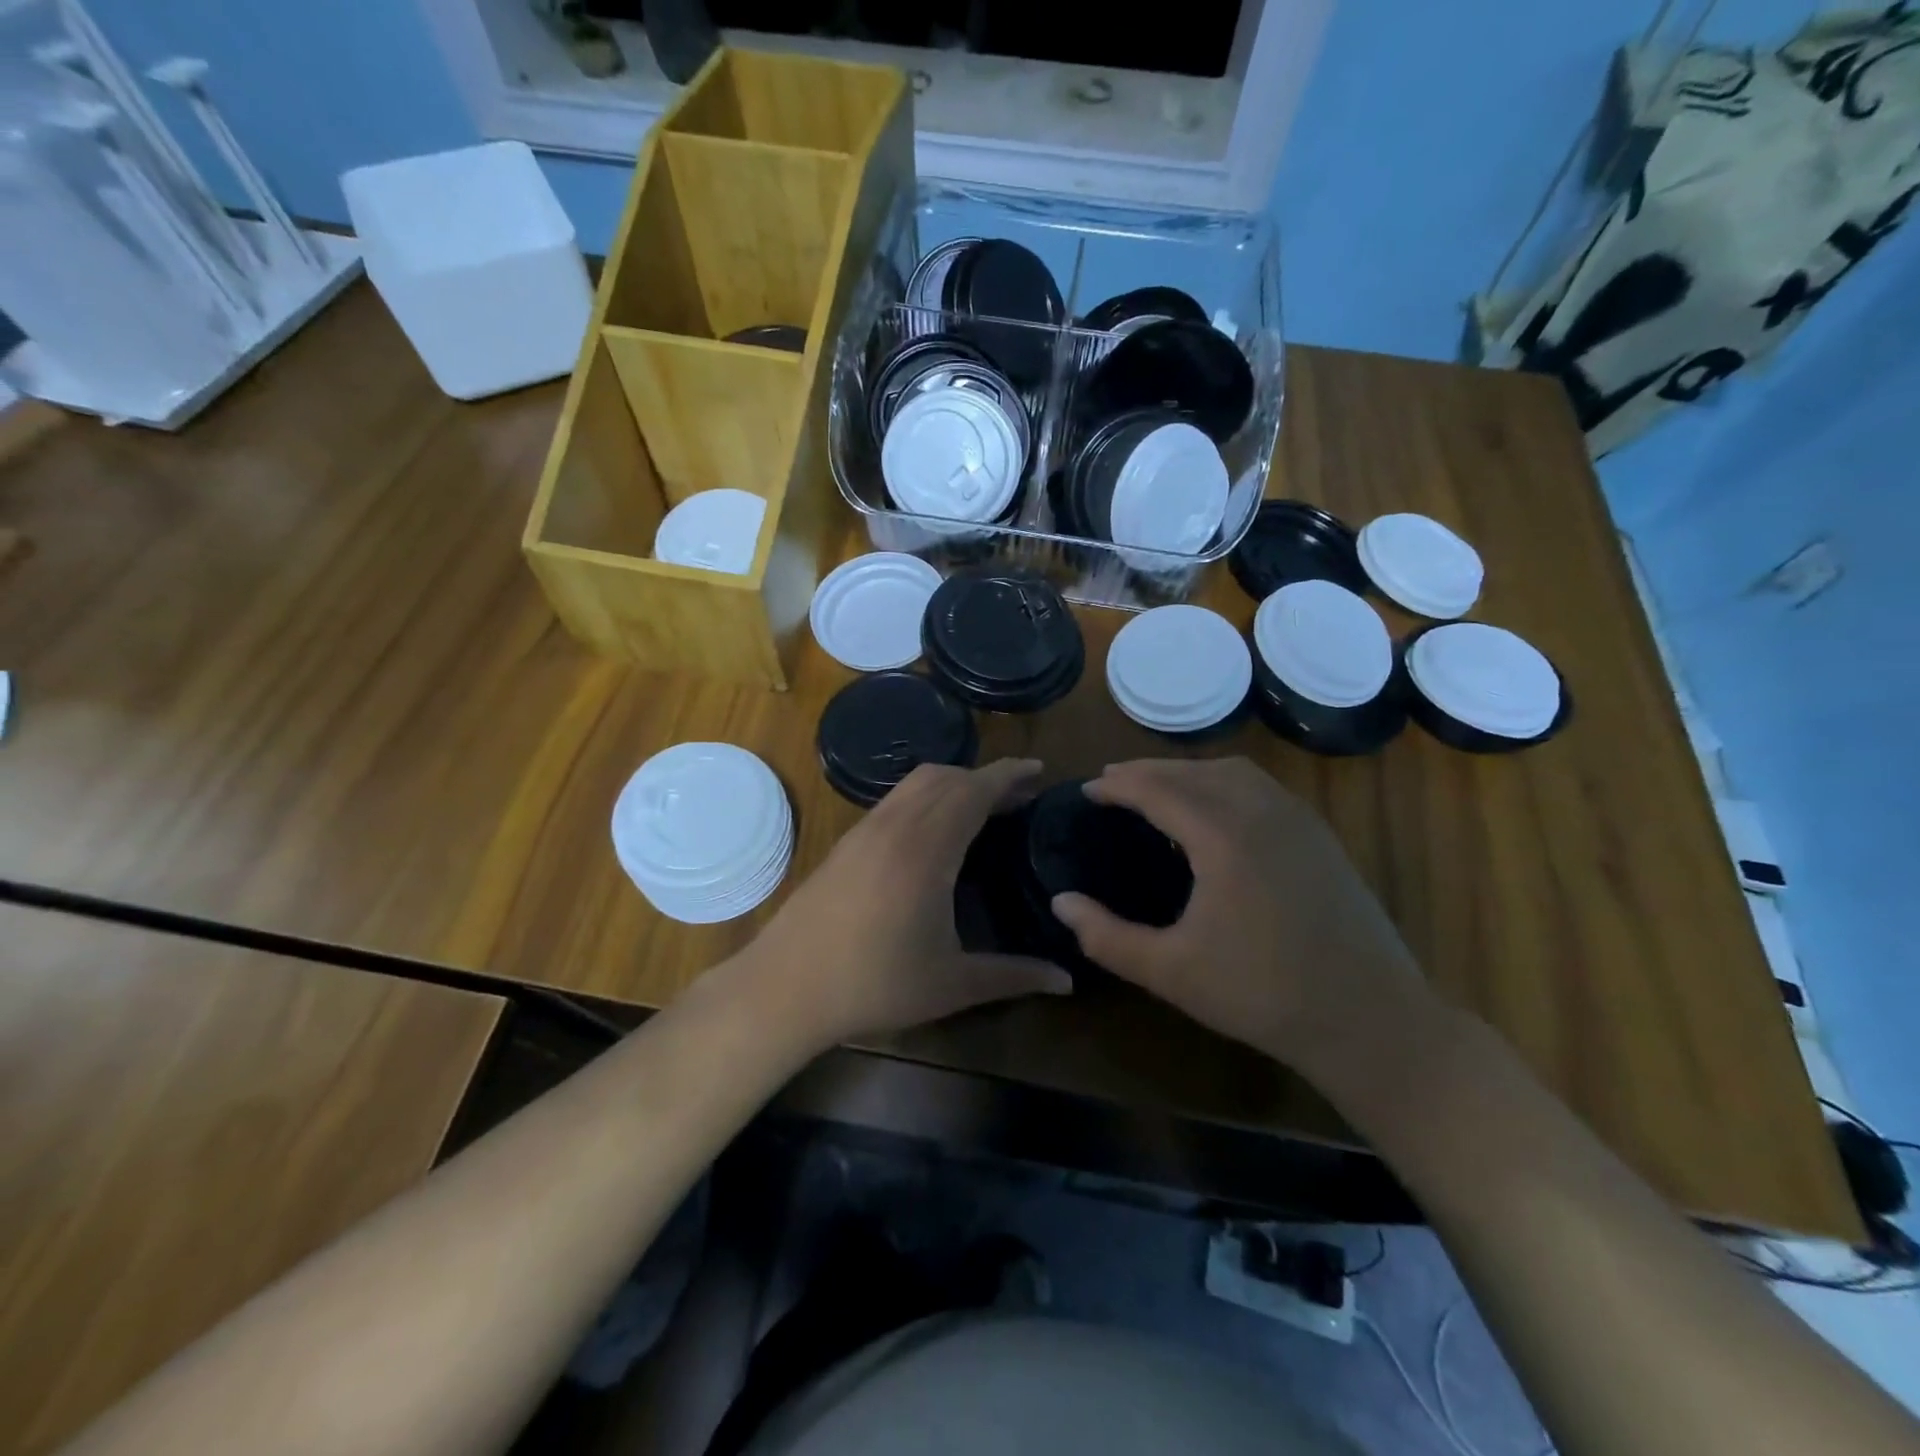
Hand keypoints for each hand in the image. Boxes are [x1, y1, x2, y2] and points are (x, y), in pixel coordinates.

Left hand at [740, 759, 1070, 1050]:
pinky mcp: (846, 841)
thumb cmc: (874, 985)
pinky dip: (926, 796)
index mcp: (927, 849)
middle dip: (986, 777)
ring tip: (982, 807)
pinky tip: (935, 830)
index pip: (974, 790)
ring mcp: (865, 830)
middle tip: (1020, 796)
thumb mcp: (952, 985)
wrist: (785, 988)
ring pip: (916, 783)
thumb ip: (1014, 976)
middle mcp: (895, 826)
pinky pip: (896, 799)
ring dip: (953, 783)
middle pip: (947, 777)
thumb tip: (1067, 981)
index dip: (1009, 775)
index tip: (1038, 770)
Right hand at [1049, 757, 1434, 1072]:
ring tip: (1158, 788)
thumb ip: (1106, 937)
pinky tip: (1216, 809)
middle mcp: (1261, 812)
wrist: (1370, 1020)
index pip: (1158, 790)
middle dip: (1147, 770)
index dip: (1117, 785)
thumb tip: (1060, 902)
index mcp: (1223, 837)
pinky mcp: (1320, 836)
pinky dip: (1224, 781)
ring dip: (1188, 771)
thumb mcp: (1170, 972)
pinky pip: (1262, 786)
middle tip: (1112, 782)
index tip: (1087, 790)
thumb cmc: (1262, 995)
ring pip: (1233, 771)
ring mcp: (1298, 820)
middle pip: (1193, 771)